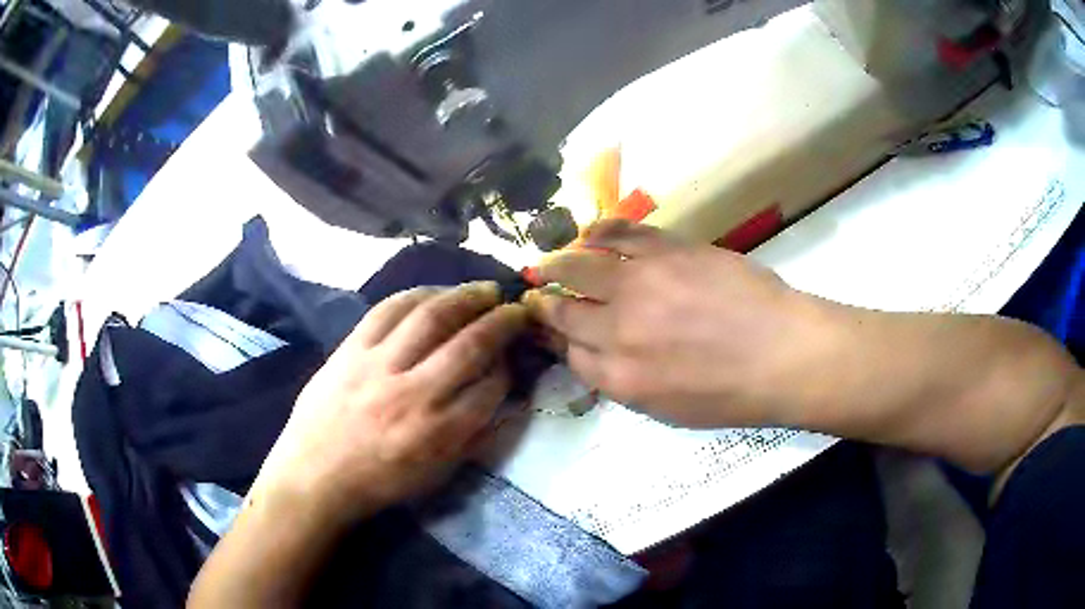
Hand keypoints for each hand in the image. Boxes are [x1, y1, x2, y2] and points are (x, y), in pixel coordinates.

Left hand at [254, 282, 527, 525]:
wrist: (315, 475)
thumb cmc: (380, 482)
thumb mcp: (436, 474)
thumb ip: (474, 435)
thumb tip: (505, 396)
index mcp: (438, 434)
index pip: (491, 387)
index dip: (511, 366)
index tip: (516, 355)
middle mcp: (413, 394)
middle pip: (470, 345)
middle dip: (503, 322)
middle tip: (517, 309)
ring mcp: (378, 366)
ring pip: (430, 317)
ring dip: (465, 297)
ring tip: (484, 290)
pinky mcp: (351, 349)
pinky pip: (388, 310)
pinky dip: (417, 295)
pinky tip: (435, 292)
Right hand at [526, 220, 816, 427]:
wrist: (783, 354)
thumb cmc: (732, 394)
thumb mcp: (669, 409)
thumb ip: (624, 381)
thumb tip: (595, 354)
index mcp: (620, 377)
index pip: (570, 353)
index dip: (557, 338)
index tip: (552, 328)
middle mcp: (619, 330)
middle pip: (564, 310)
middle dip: (545, 302)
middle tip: (539, 291)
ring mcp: (641, 284)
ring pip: (579, 266)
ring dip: (558, 263)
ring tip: (551, 260)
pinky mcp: (667, 251)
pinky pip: (619, 233)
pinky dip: (597, 231)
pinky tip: (588, 232)